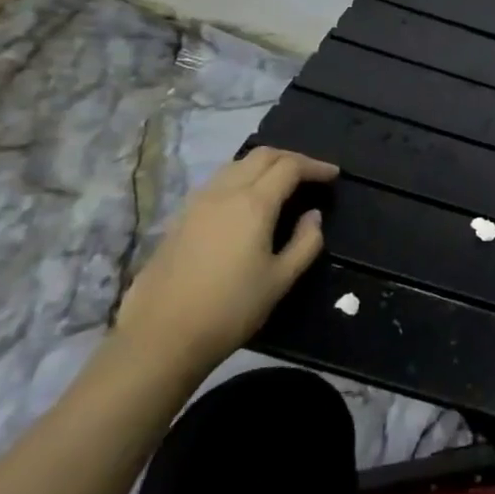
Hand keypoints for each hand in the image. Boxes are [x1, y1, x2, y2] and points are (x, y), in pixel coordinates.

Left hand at [114, 147, 338, 377]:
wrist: (160, 338)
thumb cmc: (230, 309)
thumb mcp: (281, 280)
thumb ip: (305, 242)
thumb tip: (313, 216)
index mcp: (253, 204)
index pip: (290, 166)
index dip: (315, 166)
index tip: (333, 176)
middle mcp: (224, 193)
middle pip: (261, 156)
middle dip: (291, 158)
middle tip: (311, 175)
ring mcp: (196, 203)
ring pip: (236, 165)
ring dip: (263, 166)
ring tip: (281, 184)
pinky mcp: (179, 219)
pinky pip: (217, 183)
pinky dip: (240, 179)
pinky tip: (246, 203)